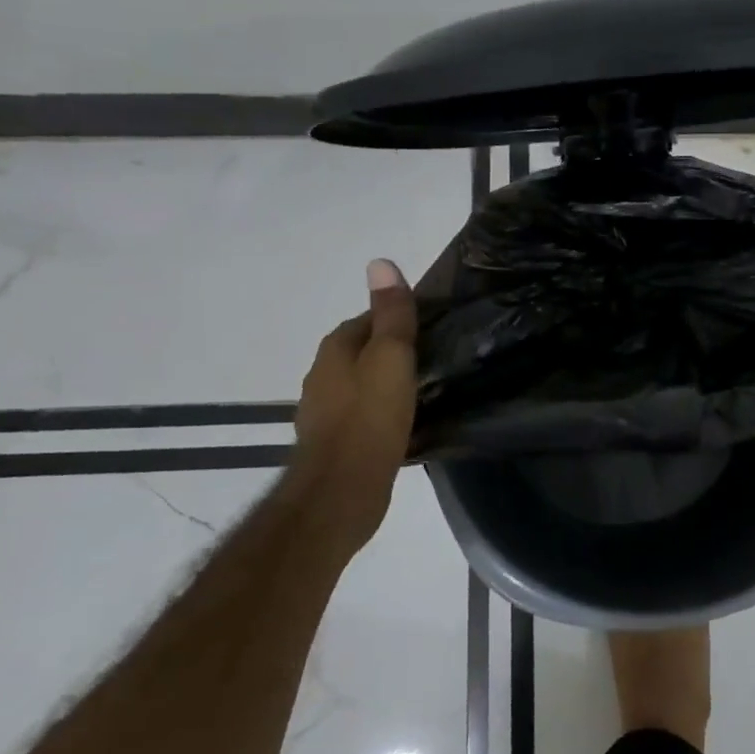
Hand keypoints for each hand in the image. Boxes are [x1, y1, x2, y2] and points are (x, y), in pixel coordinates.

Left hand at [290, 258, 418, 558]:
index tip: (429, 327)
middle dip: (390, 351)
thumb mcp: (390, 357)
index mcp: (334, 350)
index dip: (396, 319)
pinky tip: (404, 423)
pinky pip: (362, 416)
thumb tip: (380, 262)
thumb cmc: (369, 418)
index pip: (366, 320)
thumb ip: (391, 314)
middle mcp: (322, 377)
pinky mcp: (335, 444)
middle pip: (361, 352)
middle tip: (432, 357)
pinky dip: (381, 413)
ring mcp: (324, 413)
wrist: (342, 491)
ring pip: (361, 385)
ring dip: (385, 384)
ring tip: (423, 389)